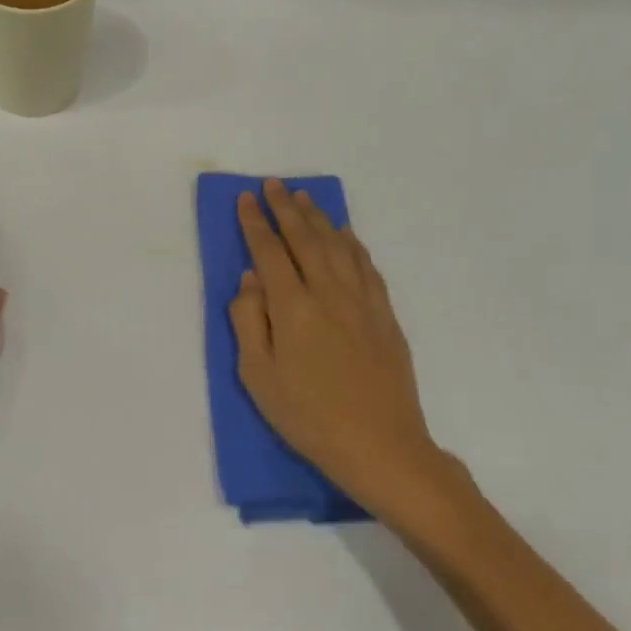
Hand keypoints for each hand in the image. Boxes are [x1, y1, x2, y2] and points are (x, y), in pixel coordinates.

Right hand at [230, 178, 468, 529]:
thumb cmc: (308, 416)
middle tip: (273, 185)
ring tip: (305, 198)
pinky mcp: (384, 314)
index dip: (256, 223)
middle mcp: (327, 292)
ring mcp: (361, 301)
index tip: (246, 199)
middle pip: (304, 238)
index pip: (269, 251)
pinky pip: (366, 265)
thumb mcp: (258, 376)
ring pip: (337, 245)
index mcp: (292, 307)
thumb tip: (250, 279)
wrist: (380, 445)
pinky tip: (344, 234)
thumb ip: (248, 321)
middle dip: (286, 208)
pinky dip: (352, 243)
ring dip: (319, 218)